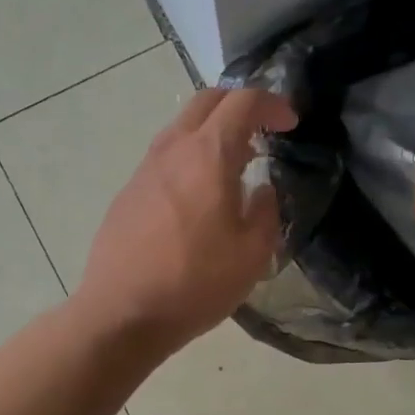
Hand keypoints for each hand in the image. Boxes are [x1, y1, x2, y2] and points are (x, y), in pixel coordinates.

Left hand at [73, 86, 297, 354]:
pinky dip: (191, 158)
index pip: (243, 103)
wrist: (123, 312)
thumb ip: (266, 212)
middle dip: (239, 106)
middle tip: (262, 131)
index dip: (272, 104)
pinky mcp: (128, 193)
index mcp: (208, 155)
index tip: (290, 122)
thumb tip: (261, 190)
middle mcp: (173, 150)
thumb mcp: (252, 253)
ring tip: (234, 165)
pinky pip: (166, 158)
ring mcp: (144, 170)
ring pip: (182, 128)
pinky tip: (200, 196)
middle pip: (206, 102)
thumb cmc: (196, 283)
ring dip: (212, 133)